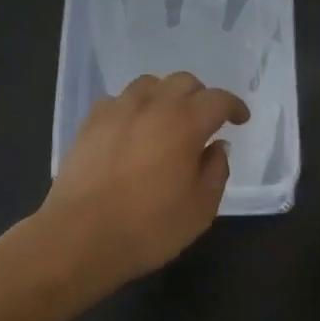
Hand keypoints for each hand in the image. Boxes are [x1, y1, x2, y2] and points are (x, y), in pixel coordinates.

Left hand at [42, 72, 249, 286]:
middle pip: (183, 82)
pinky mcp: (89, 124)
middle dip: (200, 97)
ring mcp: (117, 111)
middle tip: (205, 121)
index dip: (234, 106)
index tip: (240, 120)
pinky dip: (132, 107)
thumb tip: (216, 147)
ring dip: (165, 96)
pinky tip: (131, 128)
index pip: (218, 99)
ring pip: (148, 84)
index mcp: (185, 122)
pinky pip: (117, 100)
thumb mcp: (201, 208)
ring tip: (167, 120)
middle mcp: (152, 106)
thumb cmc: (149, 227)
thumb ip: (216, 171)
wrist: (79, 238)